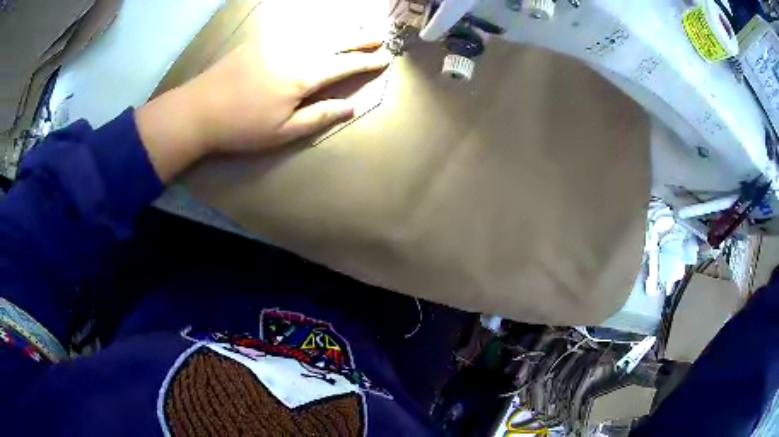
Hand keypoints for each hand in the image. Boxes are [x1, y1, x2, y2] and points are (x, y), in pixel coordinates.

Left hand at [136, 41, 390, 180]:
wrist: (199, 109)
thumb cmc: (241, 127)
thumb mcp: (282, 132)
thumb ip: (319, 117)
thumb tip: (351, 108)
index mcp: (302, 76)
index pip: (343, 65)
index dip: (365, 62)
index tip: (384, 58)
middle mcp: (294, 52)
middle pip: (334, 41)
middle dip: (360, 38)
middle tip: (380, 35)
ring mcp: (275, 43)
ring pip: (316, 31)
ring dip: (341, 29)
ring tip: (358, 28)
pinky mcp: (260, 41)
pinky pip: (295, 29)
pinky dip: (314, 27)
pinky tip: (320, 28)